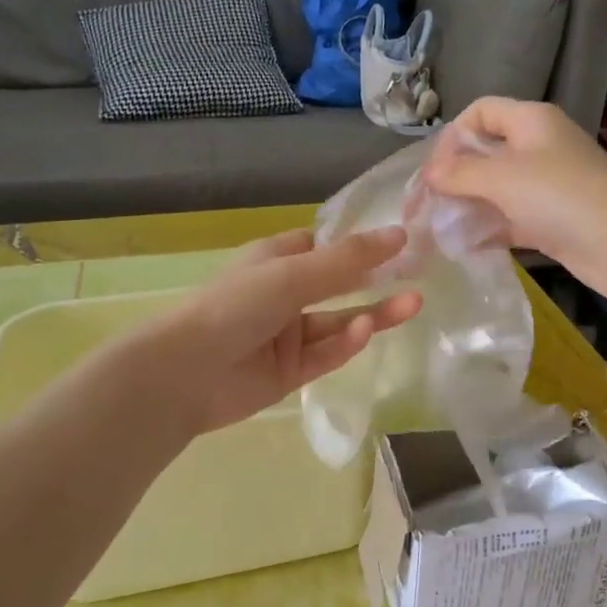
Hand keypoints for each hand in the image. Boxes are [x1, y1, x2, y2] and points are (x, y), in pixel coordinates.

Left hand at [155, 227, 421, 434]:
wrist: (186, 373)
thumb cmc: (236, 306)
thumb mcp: (293, 274)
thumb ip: (349, 259)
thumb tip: (400, 234)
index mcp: (276, 260)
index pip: (324, 246)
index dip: (360, 244)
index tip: (402, 242)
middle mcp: (283, 294)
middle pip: (339, 284)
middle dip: (377, 280)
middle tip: (420, 275)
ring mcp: (288, 335)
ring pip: (339, 321)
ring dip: (373, 313)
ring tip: (412, 304)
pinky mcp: (292, 371)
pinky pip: (326, 353)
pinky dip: (346, 343)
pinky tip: (364, 332)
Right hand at [422, 98, 606, 306]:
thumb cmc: (562, 197)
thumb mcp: (503, 177)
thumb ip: (461, 173)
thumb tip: (431, 173)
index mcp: (530, 122)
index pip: (480, 112)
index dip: (452, 135)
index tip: (434, 171)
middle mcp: (537, 149)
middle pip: (485, 153)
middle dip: (454, 177)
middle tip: (425, 207)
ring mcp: (545, 189)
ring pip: (495, 191)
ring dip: (467, 207)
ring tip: (437, 231)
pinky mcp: (551, 223)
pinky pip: (509, 221)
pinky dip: (487, 231)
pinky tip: (463, 248)